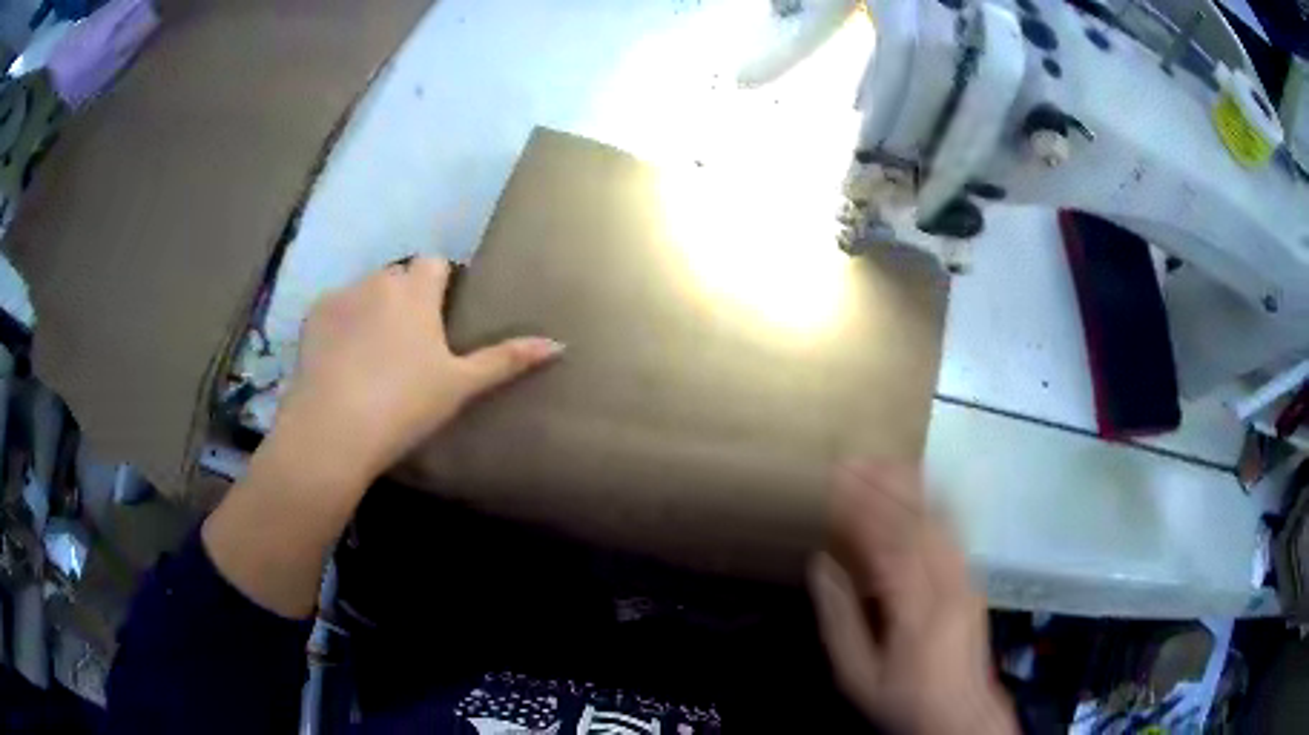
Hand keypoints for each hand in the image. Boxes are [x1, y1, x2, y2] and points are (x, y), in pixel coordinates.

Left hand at [273, 256, 562, 483]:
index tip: (440, 317)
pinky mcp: (313, 316)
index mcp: (417, 291)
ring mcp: (342, 296)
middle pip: (398, 277)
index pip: (434, 263)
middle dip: (405, 298)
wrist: (335, 428)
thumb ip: (507, 360)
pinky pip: (334, 310)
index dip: (440, 283)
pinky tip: (341, 361)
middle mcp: (379, 280)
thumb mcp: (460, 385)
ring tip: (370, 355)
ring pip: (365, 292)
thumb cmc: (405, 404)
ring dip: (372, 310)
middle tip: (408, 345)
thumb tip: (559, 344)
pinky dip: (341, 326)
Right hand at [809, 464, 1017, 734]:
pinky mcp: (973, 578)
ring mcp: (967, 577)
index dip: (863, 507)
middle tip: (854, 460)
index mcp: (918, 610)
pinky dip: (935, 500)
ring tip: (881, 463)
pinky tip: (920, 488)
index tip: (836, 481)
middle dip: (886, 484)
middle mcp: (949, 584)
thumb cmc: (904, 698)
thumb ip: (839, 620)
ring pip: (942, 518)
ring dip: (911, 486)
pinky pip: (955, 529)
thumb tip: (822, 564)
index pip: (890, 543)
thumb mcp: (858, 675)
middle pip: (920, 520)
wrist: (961, 713)